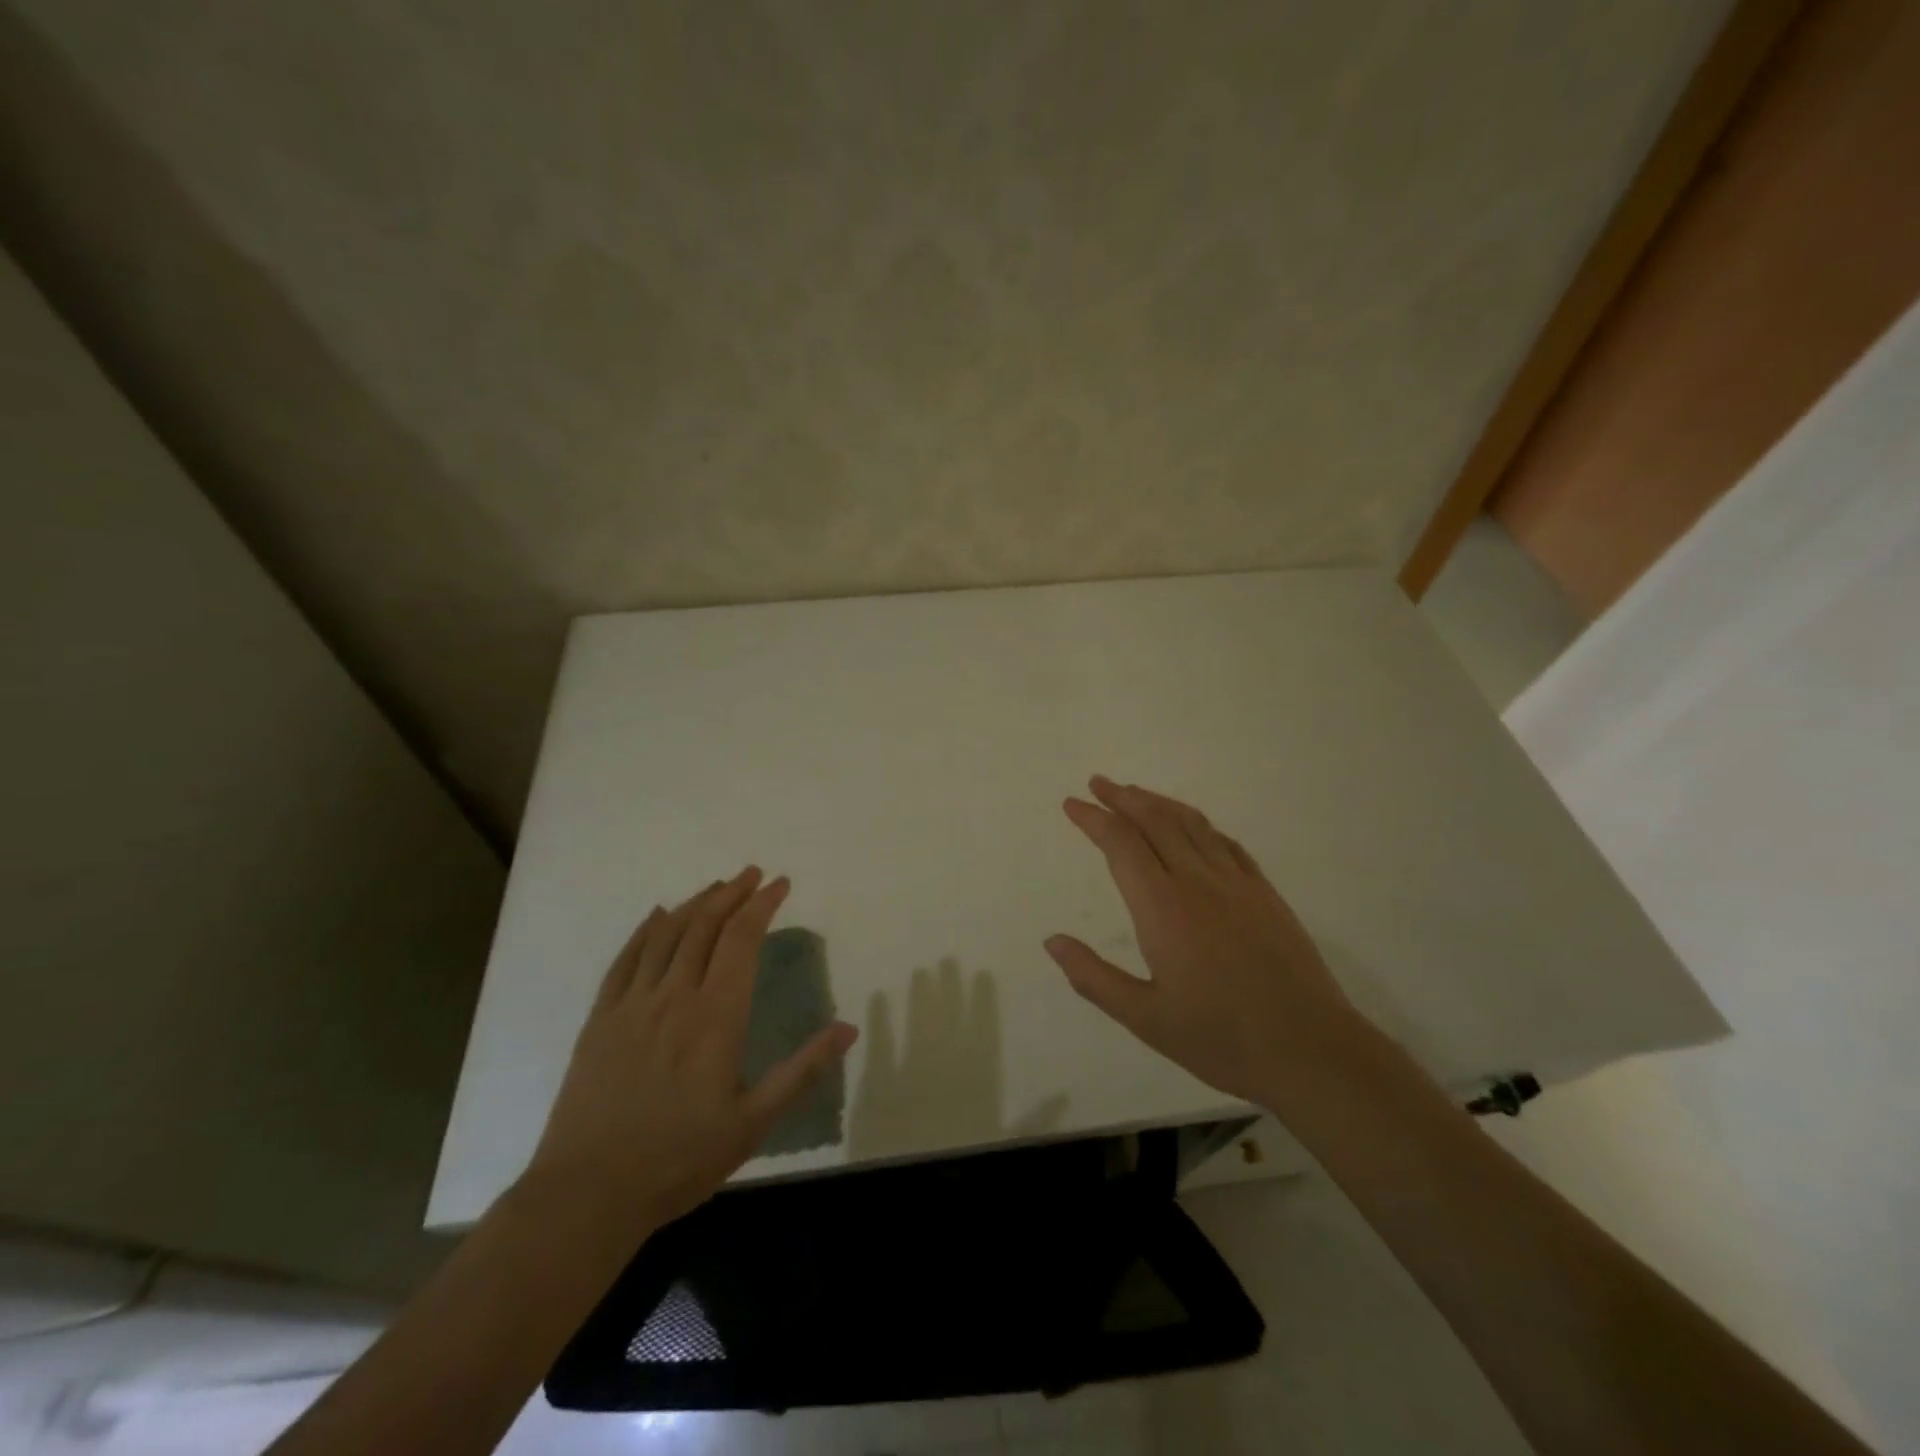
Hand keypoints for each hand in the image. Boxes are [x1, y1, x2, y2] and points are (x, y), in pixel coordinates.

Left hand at [523, 868, 856, 1245]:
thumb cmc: (679, 1159)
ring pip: (666, 934)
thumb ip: (802, 1070)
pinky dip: (645, 930)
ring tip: (717, 887)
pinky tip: (657, 916)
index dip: (762, 905)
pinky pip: (625, 959)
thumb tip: (848, 1028)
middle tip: (753, 874)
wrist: (586, 1194)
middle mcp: (674, 996)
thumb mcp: (754, 1123)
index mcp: (716, 1016)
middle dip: (732, 893)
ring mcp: (632, 1004)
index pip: (741, 939)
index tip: (780, 884)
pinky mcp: (601, 1019)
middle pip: (704, 925)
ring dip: (695, 903)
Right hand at [1045, 776, 1360, 1108]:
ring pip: (1191, 824)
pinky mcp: (1264, 893)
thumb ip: (1093, 977)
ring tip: (1135, 793)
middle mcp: (1197, 881)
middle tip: (1097, 783)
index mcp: (1162, 907)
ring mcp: (1236, 883)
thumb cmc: (1220, 1037)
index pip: (1121, 844)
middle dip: (1122, 797)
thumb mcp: (1144, 1018)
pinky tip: (1192, 826)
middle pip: (1155, 821)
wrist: (1310, 1049)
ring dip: (1159, 802)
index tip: (1072, 804)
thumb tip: (1052, 941)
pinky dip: (1199, 824)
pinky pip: (1226, 842)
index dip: (1093, 819)